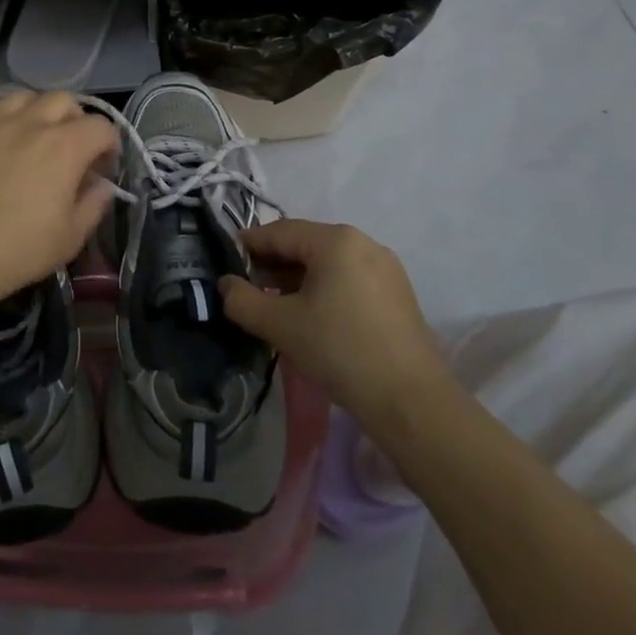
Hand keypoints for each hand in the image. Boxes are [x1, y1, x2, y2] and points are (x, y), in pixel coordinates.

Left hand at [0, 90, 117, 317]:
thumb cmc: (18, 251)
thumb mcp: (71, 237)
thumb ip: (94, 204)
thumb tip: (102, 184)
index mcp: (64, 147)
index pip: (100, 126)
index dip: (109, 144)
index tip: (103, 167)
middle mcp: (30, 123)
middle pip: (63, 100)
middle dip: (75, 119)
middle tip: (70, 148)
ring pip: (22, 96)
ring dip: (35, 111)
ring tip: (31, 135)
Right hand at [218, 220, 450, 427]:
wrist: (411, 403)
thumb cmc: (340, 350)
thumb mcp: (280, 325)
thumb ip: (242, 300)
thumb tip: (224, 285)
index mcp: (335, 240)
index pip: (279, 232)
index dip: (249, 245)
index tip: (227, 261)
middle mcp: (363, 243)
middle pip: (305, 244)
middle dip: (273, 263)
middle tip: (248, 286)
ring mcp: (385, 268)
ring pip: (328, 263)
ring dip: (298, 278)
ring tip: (275, 304)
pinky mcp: (397, 294)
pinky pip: (349, 278)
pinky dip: (324, 288)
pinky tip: (312, 315)